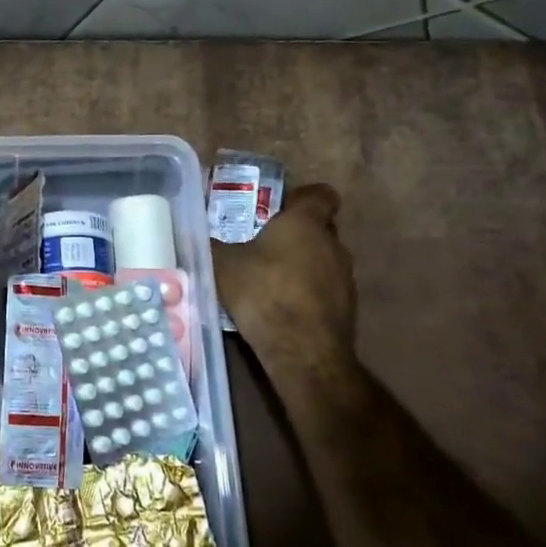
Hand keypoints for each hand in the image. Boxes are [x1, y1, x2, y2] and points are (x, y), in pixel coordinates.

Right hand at [212, 183, 360, 388]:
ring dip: (302, 265)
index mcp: (306, 222)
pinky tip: (281, 308)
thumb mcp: (223, 265)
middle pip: (320, 228)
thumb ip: (213, 246)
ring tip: (269, 280)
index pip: (321, 194)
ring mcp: (345, 278)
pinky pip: (325, 289)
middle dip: (295, 234)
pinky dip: (308, 293)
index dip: (303, 197)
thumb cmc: (263, 293)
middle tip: (263, 244)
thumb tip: (198, 236)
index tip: (281, 207)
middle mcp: (333, 244)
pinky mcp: (347, 309)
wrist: (303, 352)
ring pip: (323, 260)